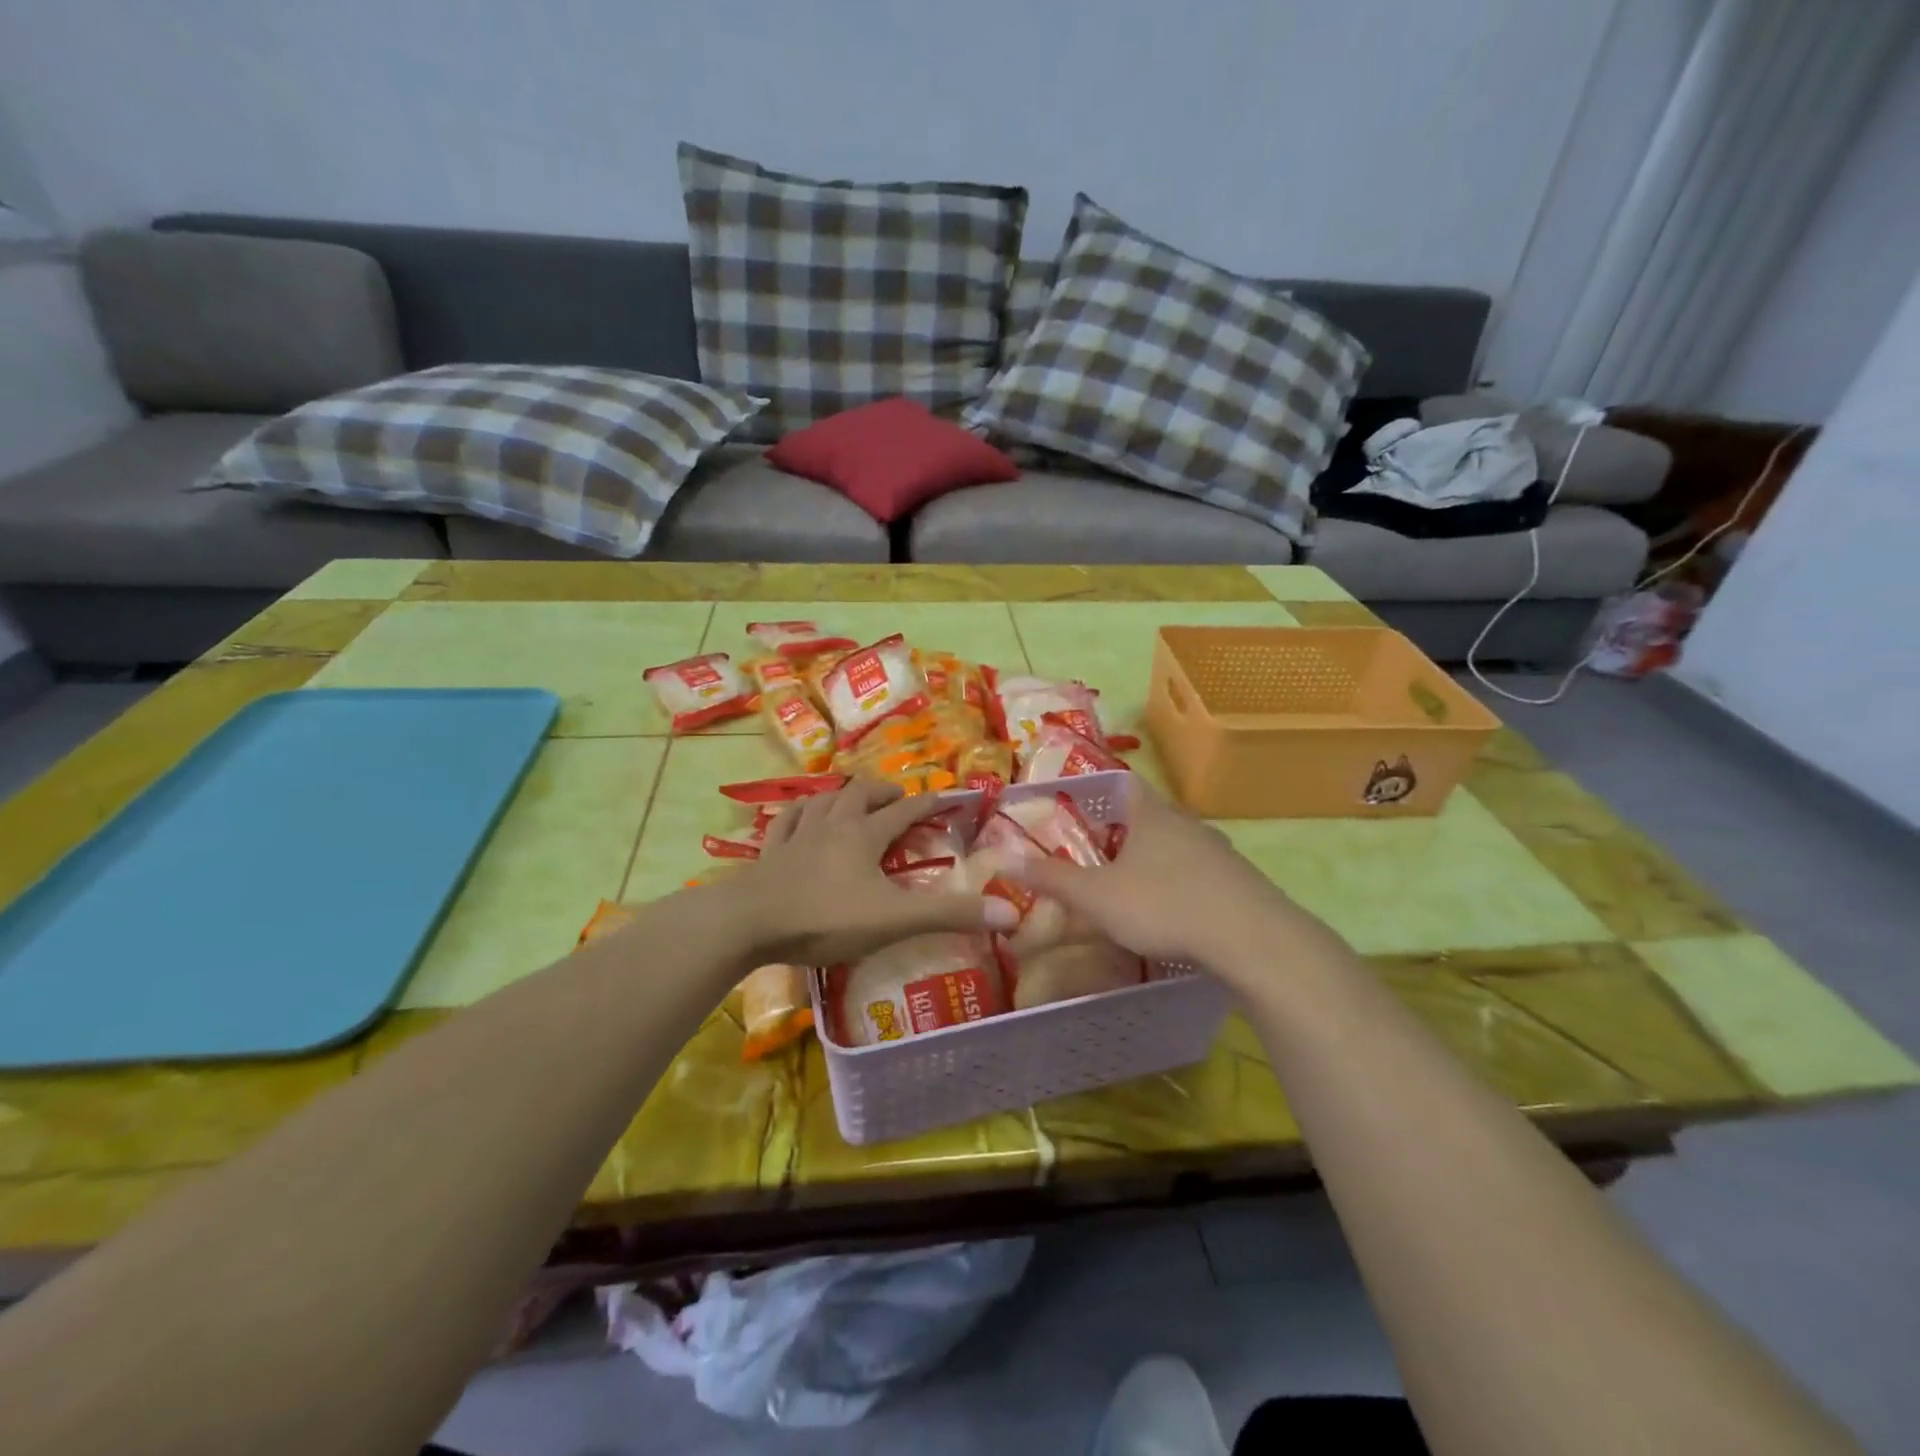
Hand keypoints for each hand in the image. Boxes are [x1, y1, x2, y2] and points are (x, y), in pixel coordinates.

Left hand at [733, 780, 1016, 965]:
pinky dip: (800, 812)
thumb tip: (1011, 912)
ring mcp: (798, 834)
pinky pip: (787, 819)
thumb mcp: (895, 920)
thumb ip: (950, 915)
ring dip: (843, 796)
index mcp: (865, 834)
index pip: (905, 810)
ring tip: (853, 801)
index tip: (946, 798)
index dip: (928, 803)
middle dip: (884, 793)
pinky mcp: (770, 850)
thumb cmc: (826, 918)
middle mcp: (833, 824)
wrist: (750, 922)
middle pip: (862, 794)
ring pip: (824, 799)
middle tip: (898, 800)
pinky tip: (801, 814)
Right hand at [1000, 776, 1336, 984]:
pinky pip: (1201, 873)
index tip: (1080, 807)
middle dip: (1125, 830)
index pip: (1125, 782)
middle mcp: (1187, 823)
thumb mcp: (1097, 897)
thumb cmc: (1164, 905)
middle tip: (1098, 853)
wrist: (1251, 939)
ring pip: (1178, 845)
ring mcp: (1219, 851)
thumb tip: (1007, 857)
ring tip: (1132, 886)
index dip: (1101, 789)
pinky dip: (1182, 884)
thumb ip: (1053, 878)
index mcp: (1152, 814)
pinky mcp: (1240, 882)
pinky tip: (1174, 912)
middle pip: (1151, 815)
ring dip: (1156, 859)